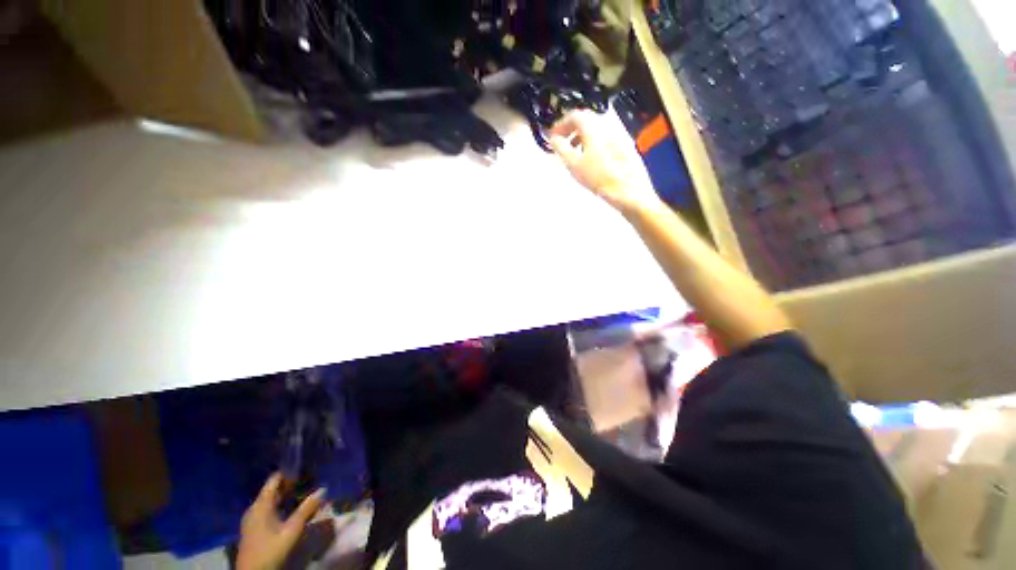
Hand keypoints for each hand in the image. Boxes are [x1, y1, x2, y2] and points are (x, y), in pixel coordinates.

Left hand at [237, 474, 326, 569]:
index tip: (306, 467)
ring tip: (305, 492)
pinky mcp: (253, 527)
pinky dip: (281, 505)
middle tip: (311, 479)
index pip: (274, 479)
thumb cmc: (270, 550)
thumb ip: (306, 509)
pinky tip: (293, 508)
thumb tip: (323, 489)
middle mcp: (254, 508)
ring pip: (271, 500)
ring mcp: (252, 518)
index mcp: (261, 505)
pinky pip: (268, 508)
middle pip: (273, 489)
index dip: (289, 471)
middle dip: (291, 484)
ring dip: (287, 495)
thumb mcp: (291, 530)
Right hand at [548, 110, 662, 214]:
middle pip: (586, 120)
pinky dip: (592, 142)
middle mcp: (607, 127)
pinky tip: (589, 158)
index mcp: (594, 128)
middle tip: (562, 141)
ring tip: (573, 151)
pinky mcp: (623, 147)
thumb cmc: (599, 178)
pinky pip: (604, 138)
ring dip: (581, 136)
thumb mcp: (574, 164)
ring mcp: (617, 136)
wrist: (627, 190)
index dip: (561, 124)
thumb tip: (554, 139)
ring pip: (595, 130)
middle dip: (571, 129)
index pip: (574, 116)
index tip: (554, 135)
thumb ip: (561, 148)